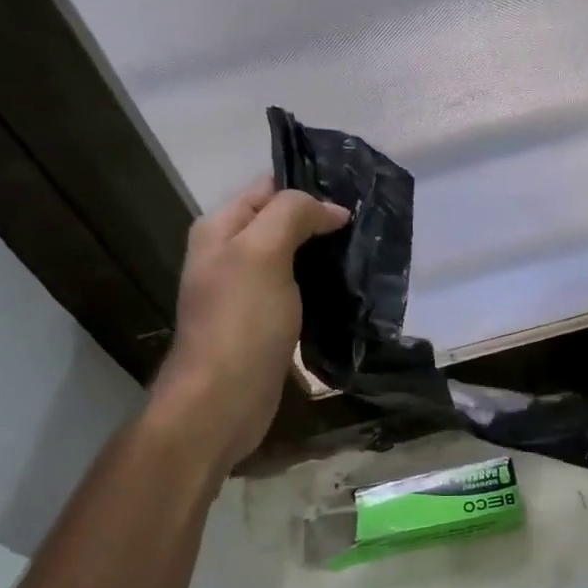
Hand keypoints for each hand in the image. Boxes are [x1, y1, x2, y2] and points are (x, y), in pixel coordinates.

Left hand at [147, 181, 349, 466]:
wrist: (224, 398)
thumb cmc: (242, 321)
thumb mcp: (263, 253)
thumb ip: (292, 215)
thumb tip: (332, 209)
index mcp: (220, 229)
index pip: (267, 190)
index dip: (308, 189)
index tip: (353, 198)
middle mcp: (228, 256)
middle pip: (280, 224)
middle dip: (320, 222)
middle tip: (367, 228)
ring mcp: (246, 293)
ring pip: (292, 261)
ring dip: (324, 258)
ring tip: (366, 257)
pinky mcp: (264, 325)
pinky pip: (296, 294)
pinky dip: (320, 289)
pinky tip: (347, 294)